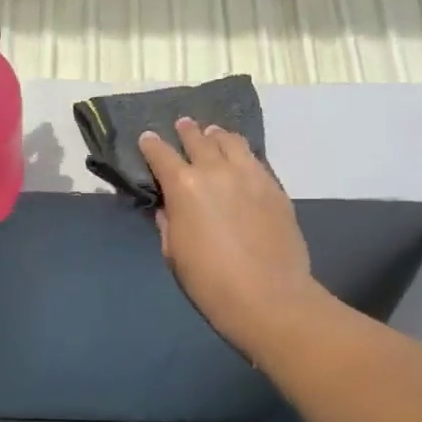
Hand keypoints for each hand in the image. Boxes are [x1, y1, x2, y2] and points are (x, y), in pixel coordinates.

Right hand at [139, 119, 322, 357]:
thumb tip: (169, 207)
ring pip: (231, 142)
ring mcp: (250, 175)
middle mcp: (216, 171)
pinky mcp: (274, 187)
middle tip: (182, 125)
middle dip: (186, 131)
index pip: (161, 155)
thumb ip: (169, 223)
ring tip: (212, 134)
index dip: (151, 145)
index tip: (147, 138)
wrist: (268, 297)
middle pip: (198, 140)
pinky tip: (240, 157)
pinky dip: (241, 153)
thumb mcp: (174, 253)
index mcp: (184, 187)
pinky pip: (255, 159)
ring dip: (216, 136)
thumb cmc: (209, 281)